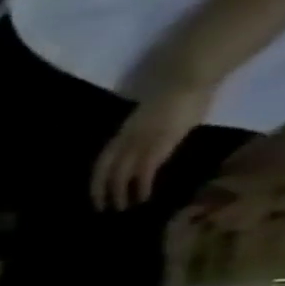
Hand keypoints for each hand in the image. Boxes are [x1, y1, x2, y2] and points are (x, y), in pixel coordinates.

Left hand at [90, 83, 212, 210]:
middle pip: (105, 170)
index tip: (96, 193)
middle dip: (100, 191)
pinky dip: (140, 186)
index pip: (103, 160)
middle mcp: (126, 139)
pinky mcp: (158, 144)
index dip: (97, 178)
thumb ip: (149, 130)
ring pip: (120, 174)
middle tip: (100, 208)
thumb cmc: (179, 92)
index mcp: (123, 132)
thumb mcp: (155, 116)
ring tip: (120, 208)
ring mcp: (141, 142)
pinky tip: (142, 198)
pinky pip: (143, 171)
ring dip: (119, 193)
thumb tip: (154, 141)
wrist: (188, 77)